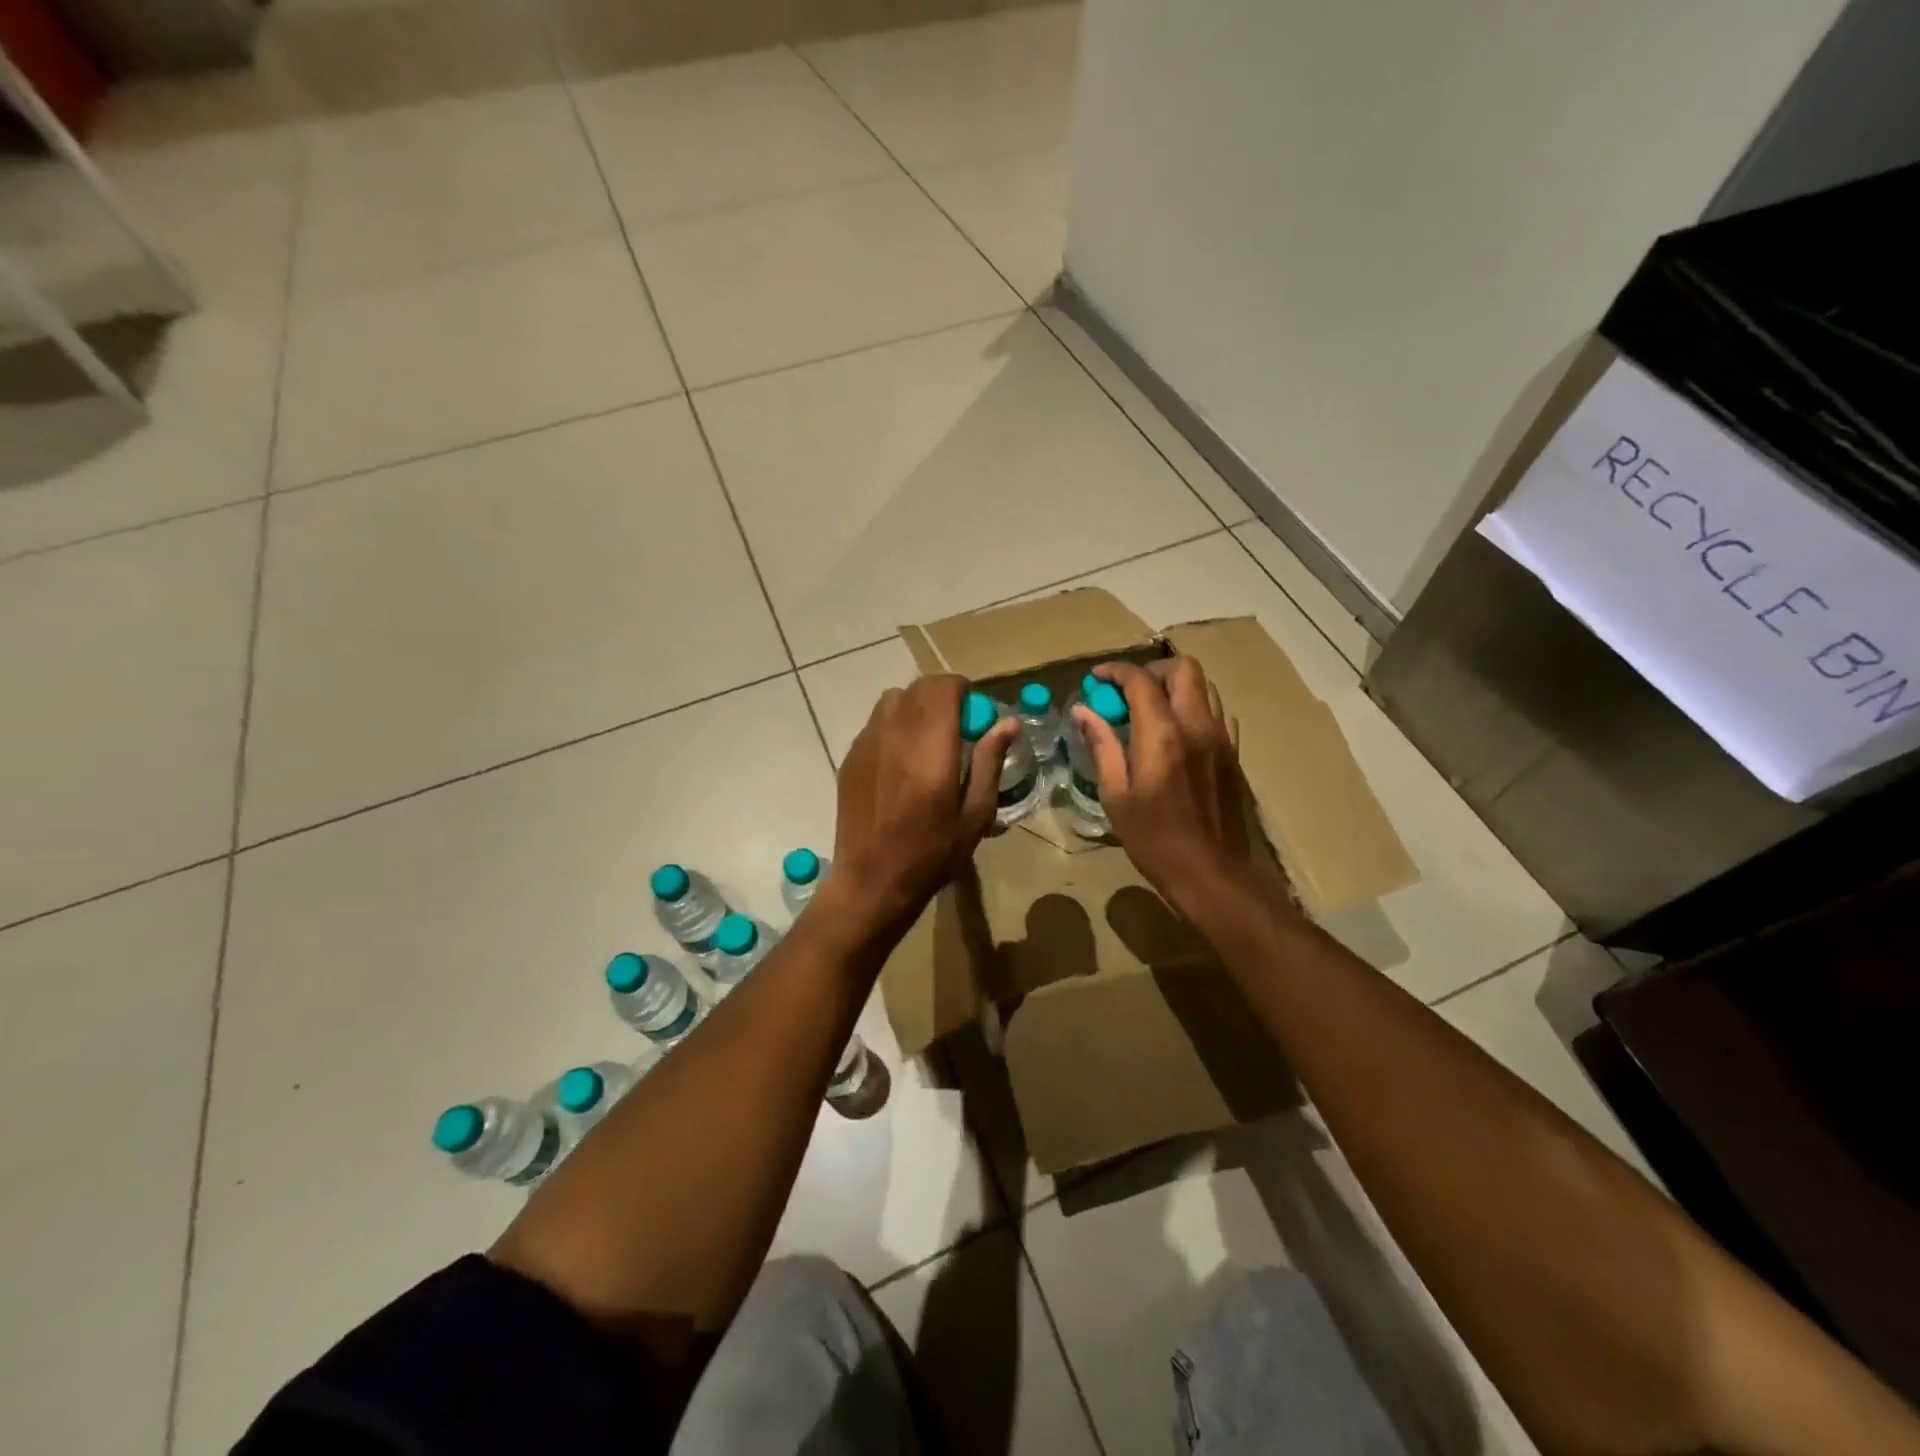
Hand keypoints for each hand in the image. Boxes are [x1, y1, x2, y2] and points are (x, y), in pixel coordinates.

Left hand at [829, 674, 1017, 929]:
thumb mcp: (975, 815)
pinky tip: (901, 762)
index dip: (964, 692)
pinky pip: (876, 722)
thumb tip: (1006, 722)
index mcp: (931, 748)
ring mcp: (867, 743)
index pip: (944, 687)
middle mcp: (895, 735)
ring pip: (893, 699)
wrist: (871, 882)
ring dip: (916, 707)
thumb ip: (989, 762)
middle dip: (943, 697)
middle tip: (957, 730)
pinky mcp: (850, 757)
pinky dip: (894, 726)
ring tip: (928, 742)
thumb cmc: (932, 855)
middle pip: (919, 687)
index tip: (975, 718)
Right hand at [1072, 659, 1284, 920]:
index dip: (1116, 671)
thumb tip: (1083, 711)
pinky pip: (1219, 714)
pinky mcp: (1233, 754)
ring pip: (1206, 687)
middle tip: (1128, 691)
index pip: (1140, 681)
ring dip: (1177, 687)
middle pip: (1184, 669)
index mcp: (1162, 735)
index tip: (1097, 679)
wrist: (1211, 873)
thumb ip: (1102, 746)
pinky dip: (1197, 709)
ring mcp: (1221, 738)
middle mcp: (1196, 725)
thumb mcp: (1116, 796)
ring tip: (1152, 708)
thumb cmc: (1154, 840)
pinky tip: (1179, 731)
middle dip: (1152, 671)